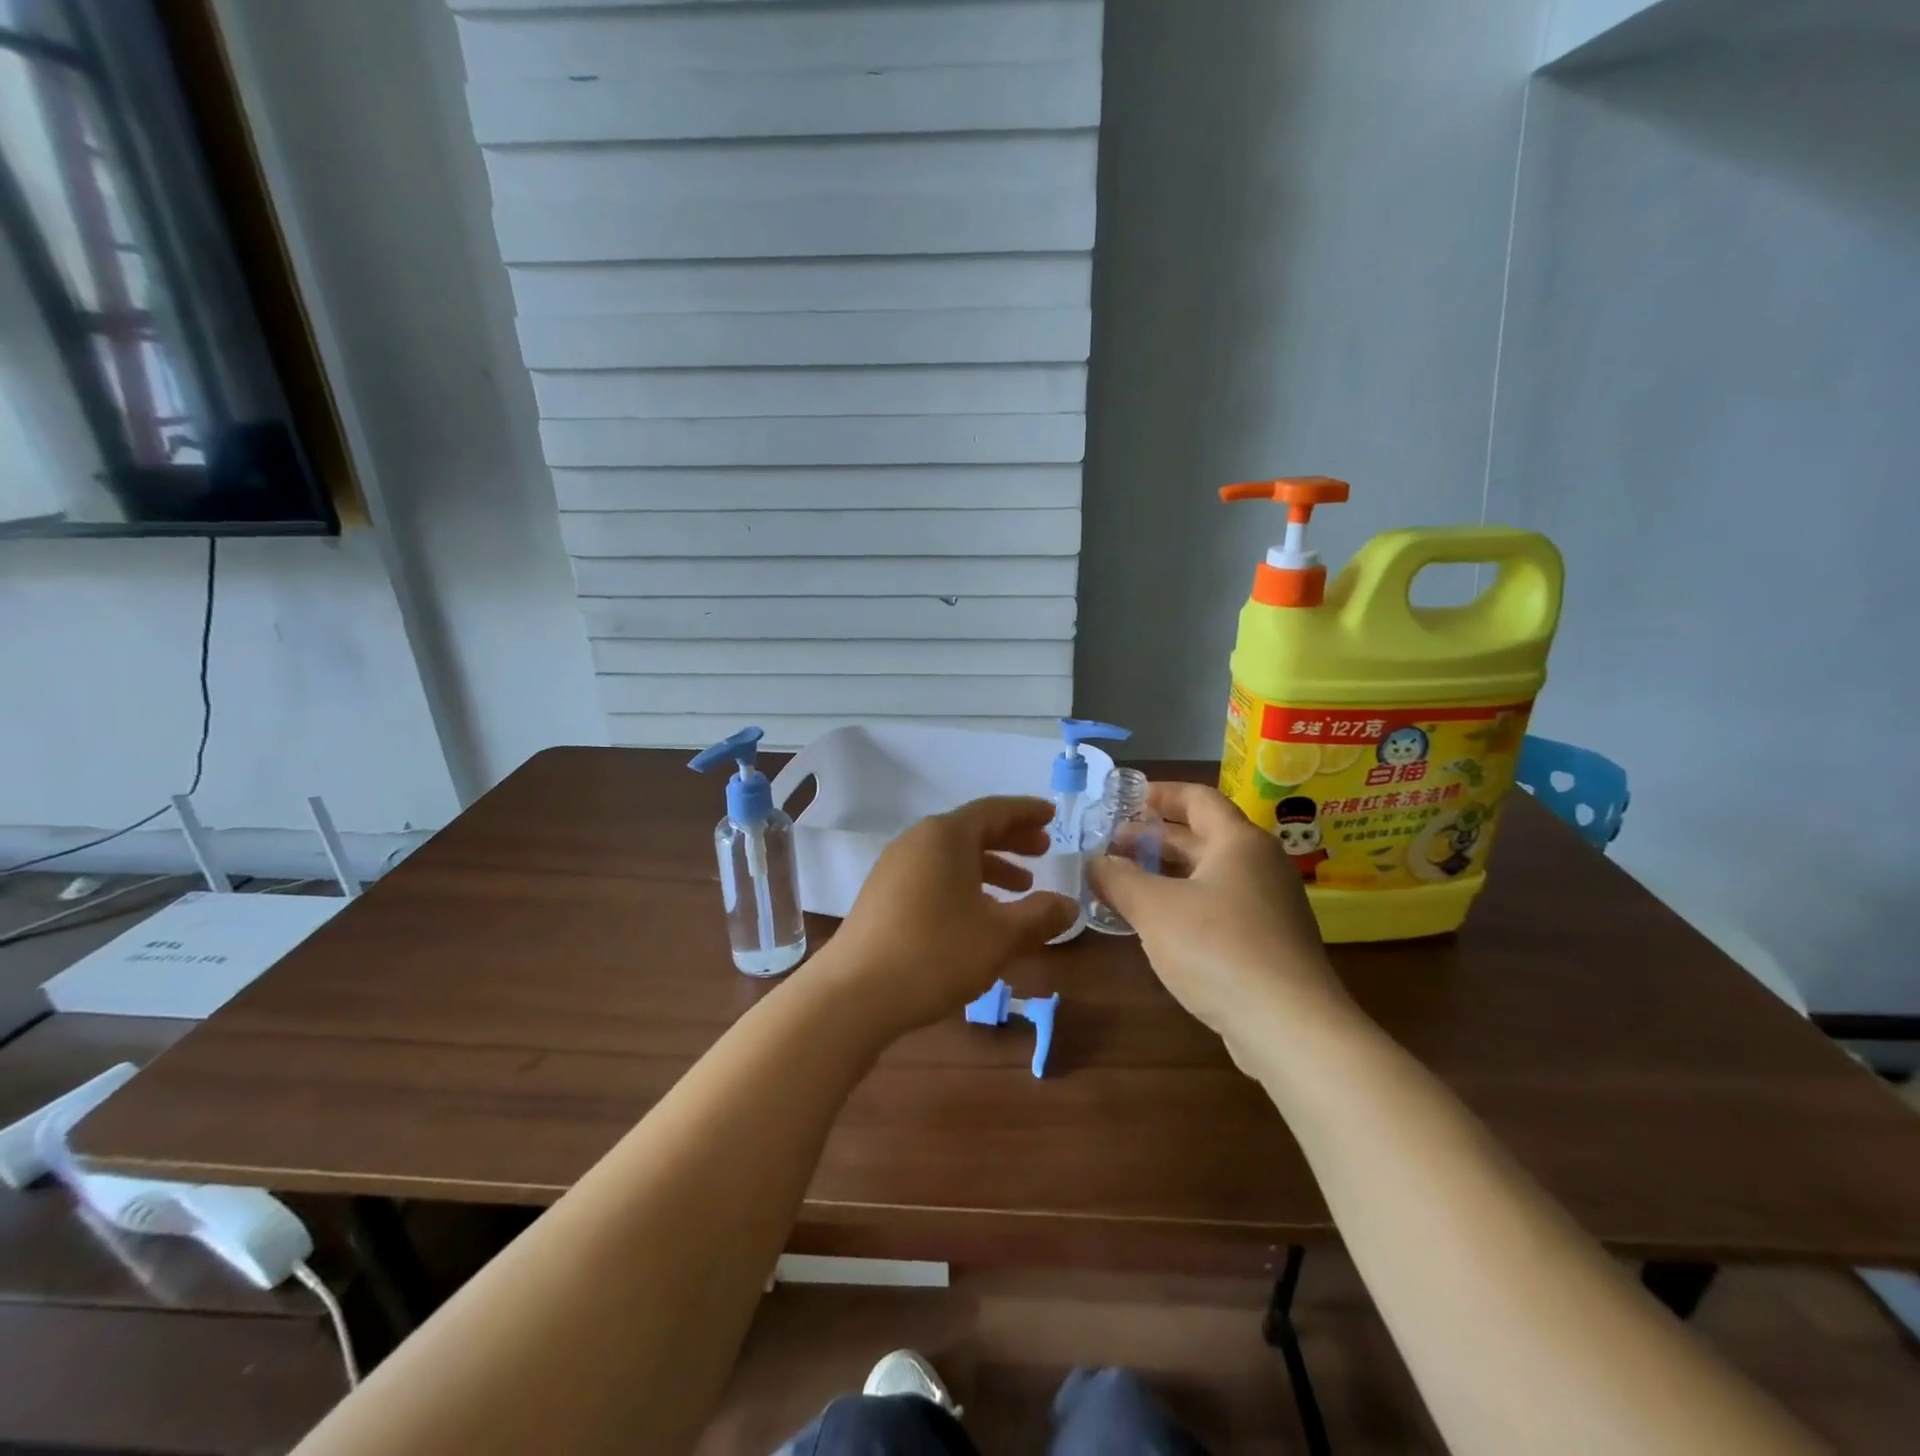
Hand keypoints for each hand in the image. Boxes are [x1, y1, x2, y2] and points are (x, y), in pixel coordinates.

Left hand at [821, 796, 1076, 1037]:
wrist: (853, 994)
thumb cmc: (935, 953)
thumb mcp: (1000, 936)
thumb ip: (1040, 916)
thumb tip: (1069, 905)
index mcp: (946, 836)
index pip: (994, 810)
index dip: (1026, 812)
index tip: (1051, 815)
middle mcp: (917, 841)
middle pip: (971, 829)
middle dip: (1011, 839)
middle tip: (1043, 851)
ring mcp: (894, 868)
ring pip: (951, 855)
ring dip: (989, 866)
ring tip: (1019, 888)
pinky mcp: (882, 895)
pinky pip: (933, 875)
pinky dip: (963, 883)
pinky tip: (977, 913)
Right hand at [1088, 782, 1352, 1049]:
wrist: (1289, 1025)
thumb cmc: (1217, 948)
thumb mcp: (1154, 908)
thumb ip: (1119, 879)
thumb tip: (1095, 863)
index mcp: (1238, 841)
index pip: (1197, 798)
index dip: (1159, 794)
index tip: (1124, 799)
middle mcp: (1260, 864)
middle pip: (1202, 836)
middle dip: (1154, 838)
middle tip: (1111, 845)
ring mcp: (1269, 905)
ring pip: (1209, 874)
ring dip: (1167, 873)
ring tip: (1125, 883)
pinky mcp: (1270, 941)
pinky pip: (1220, 906)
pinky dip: (1186, 903)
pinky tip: (1157, 924)